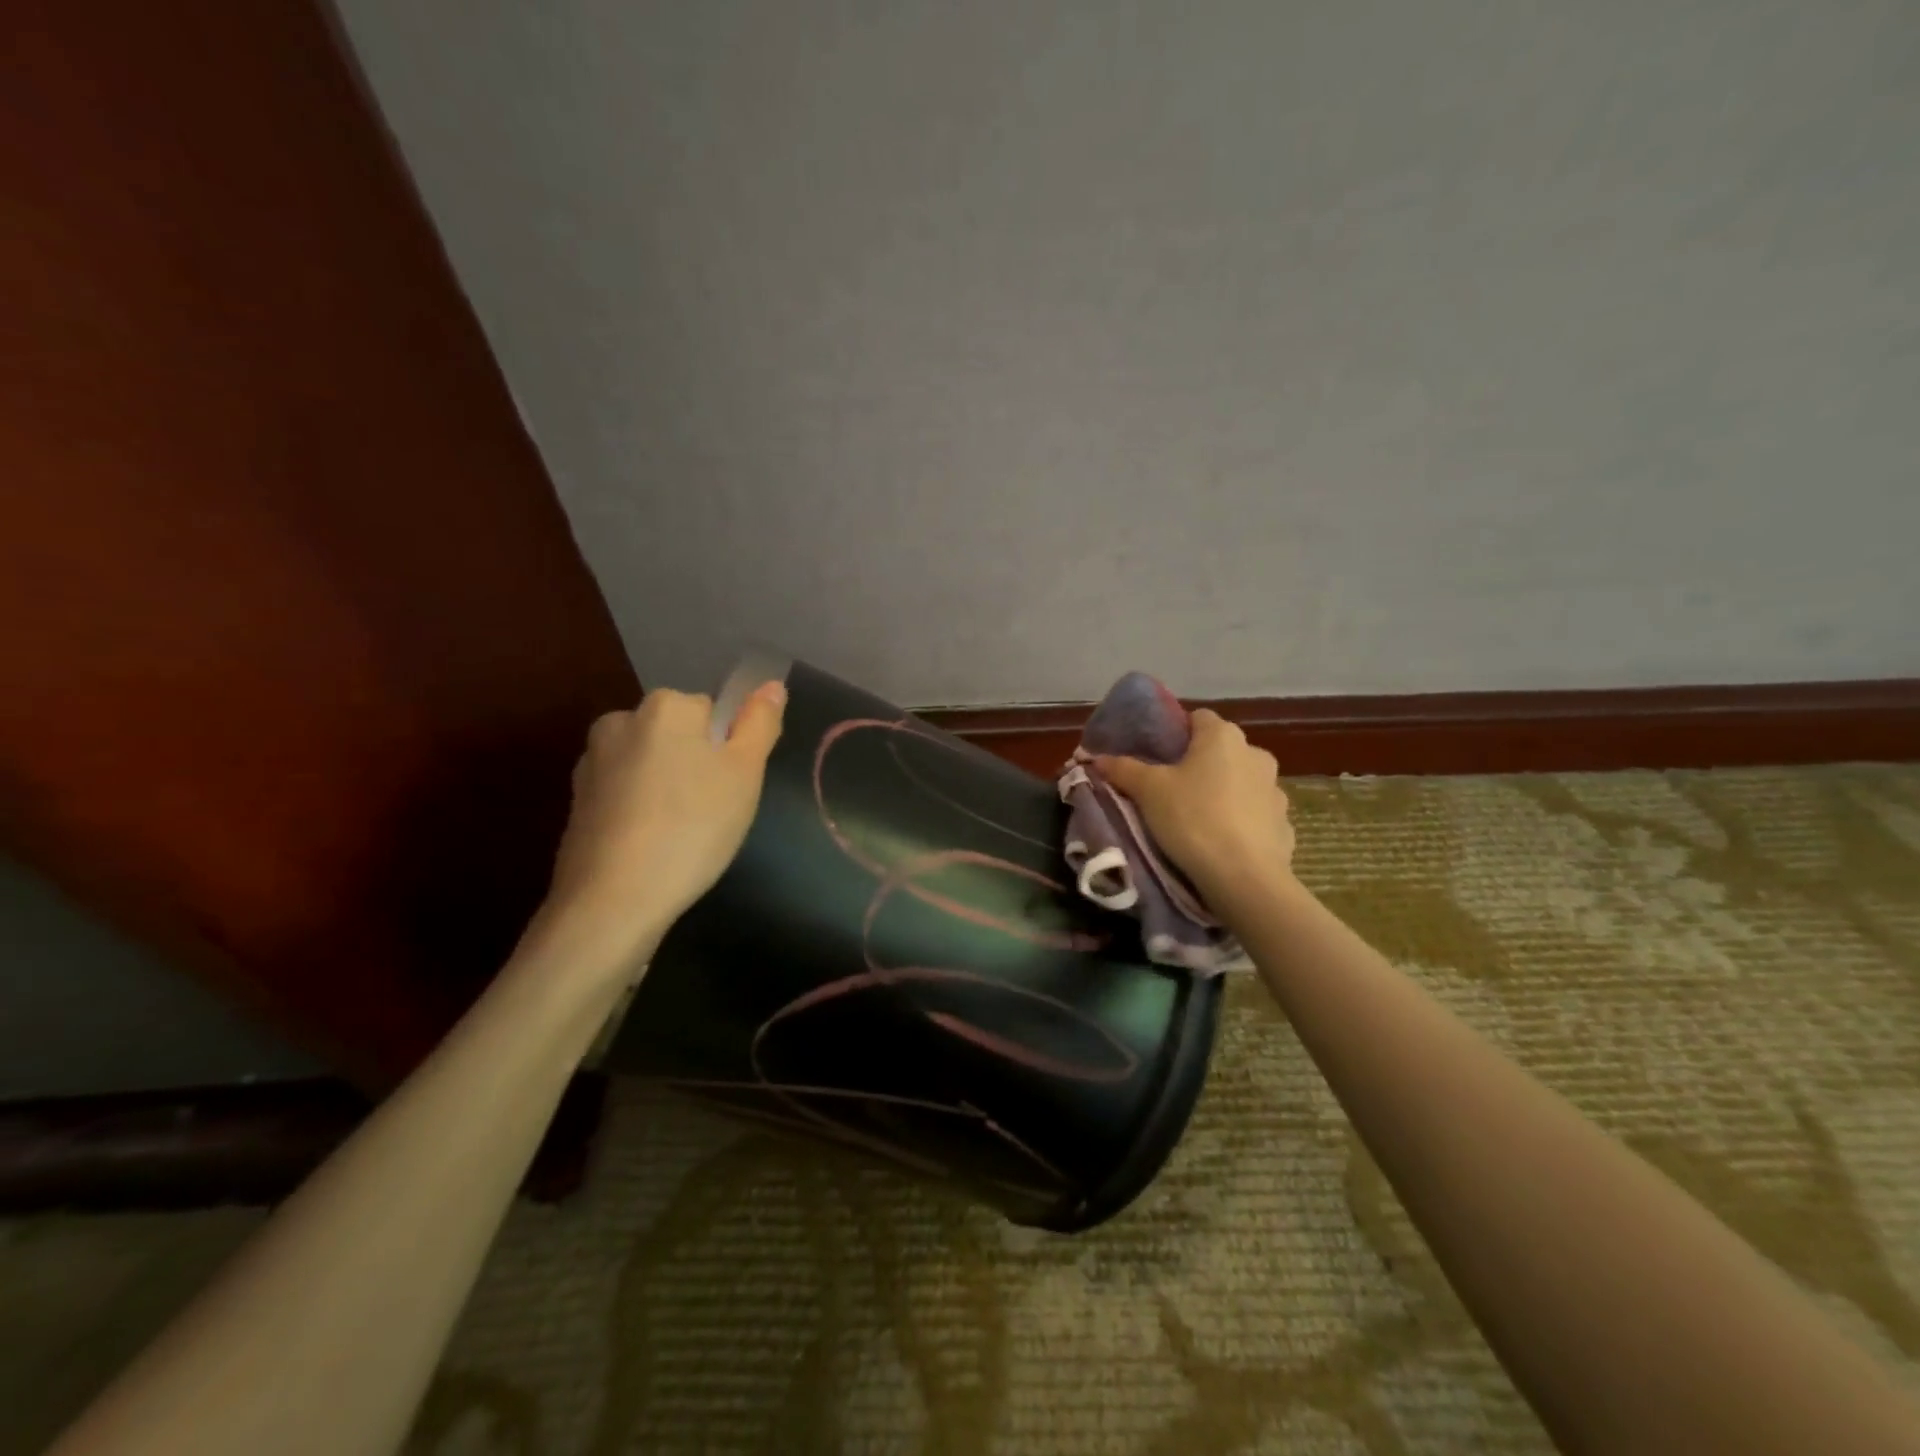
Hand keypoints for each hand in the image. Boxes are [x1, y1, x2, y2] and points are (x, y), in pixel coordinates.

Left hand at [538, 682, 786, 979]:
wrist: (612, 900)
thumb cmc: (692, 828)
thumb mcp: (745, 773)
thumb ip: (759, 723)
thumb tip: (772, 685)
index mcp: (665, 706)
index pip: (713, 711)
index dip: (729, 749)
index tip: (731, 788)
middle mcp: (621, 721)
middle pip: (679, 735)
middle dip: (697, 765)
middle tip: (713, 812)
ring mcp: (592, 762)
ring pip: (652, 764)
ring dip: (669, 787)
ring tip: (682, 834)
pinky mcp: (577, 801)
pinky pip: (626, 793)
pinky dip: (642, 810)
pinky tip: (652, 845)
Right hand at [1094, 708, 1294, 916]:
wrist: (1244, 878)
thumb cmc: (1192, 819)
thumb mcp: (1148, 791)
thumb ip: (1123, 769)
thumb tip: (1097, 757)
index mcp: (1223, 736)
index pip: (1197, 718)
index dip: (1175, 733)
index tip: (1157, 757)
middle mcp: (1255, 754)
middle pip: (1220, 750)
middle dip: (1199, 765)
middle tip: (1170, 789)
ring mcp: (1275, 790)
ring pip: (1240, 782)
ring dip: (1222, 792)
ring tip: (1196, 818)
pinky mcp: (1284, 823)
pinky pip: (1255, 814)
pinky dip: (1240, 821)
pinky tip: (1222, 842)